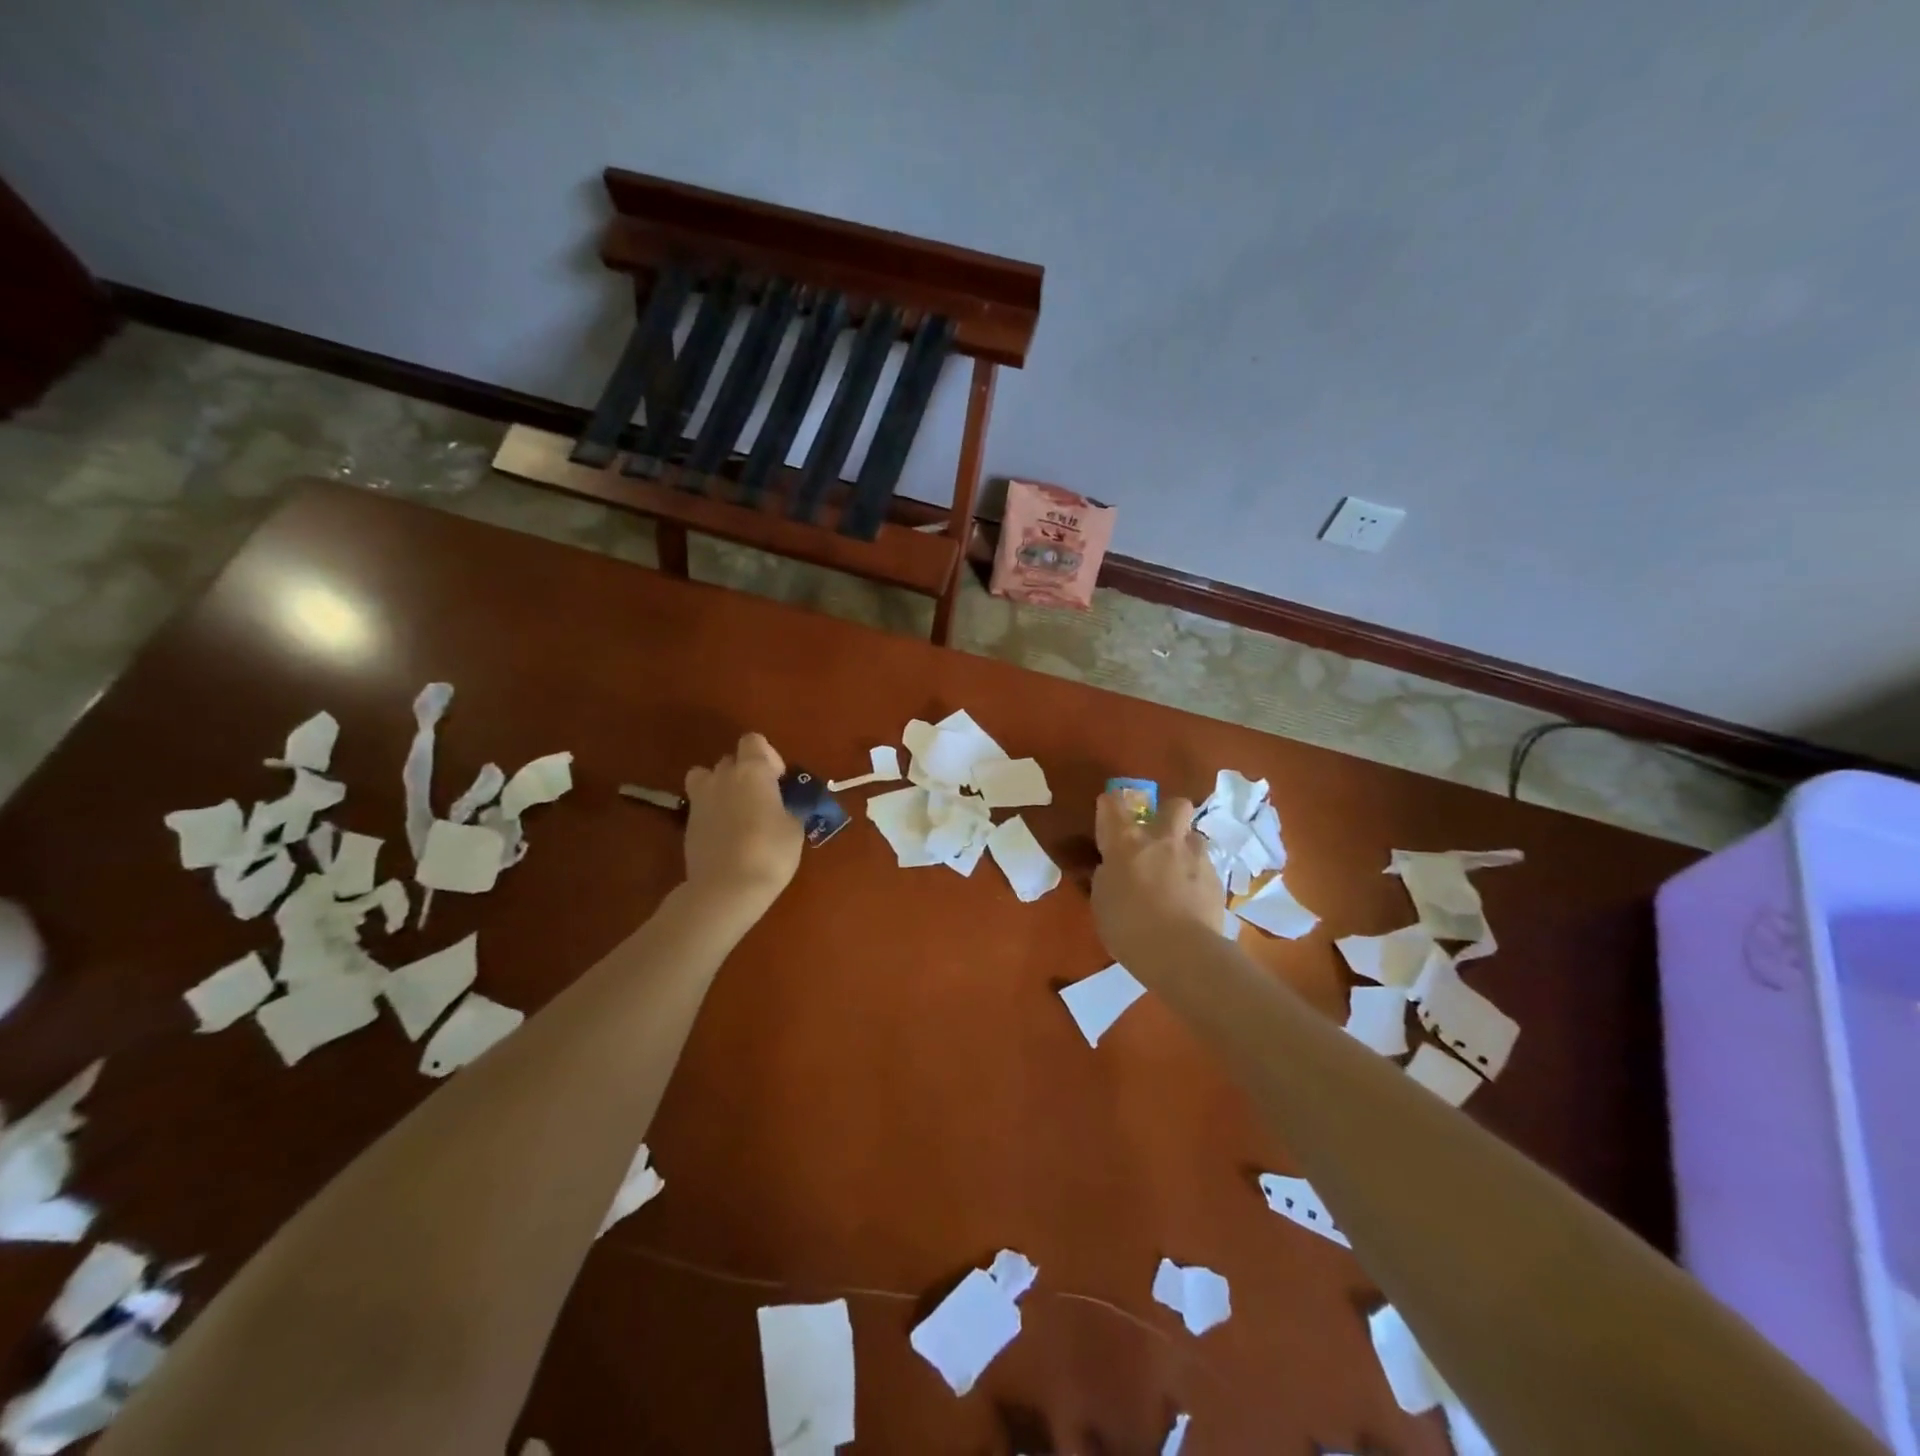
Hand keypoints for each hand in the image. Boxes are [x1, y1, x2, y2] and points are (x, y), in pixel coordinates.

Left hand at [682, 733, 803, 916]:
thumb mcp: (795, 827)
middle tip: (762, 800)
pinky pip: (701, 804)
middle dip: (745, 772)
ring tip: (737, 812)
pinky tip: (726, 834)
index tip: (778, 781)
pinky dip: (712, 811)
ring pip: (708, 778)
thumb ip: (791, 806)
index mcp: (753, 770)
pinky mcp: (687, 822)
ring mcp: (700, 798)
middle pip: (731, 759)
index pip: (754, 741)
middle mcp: (723, 776)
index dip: (768, 756)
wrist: (725, 889)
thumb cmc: (770, 852)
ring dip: (722, 787)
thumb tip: (788, 802)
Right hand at [1091, 792, 1224, 974]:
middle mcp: (1163, 839)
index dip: (1109, 807)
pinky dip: (1197, 877)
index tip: (1108, 819)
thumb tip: (1113, 868)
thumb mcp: (1102, 902)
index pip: (1112, 803)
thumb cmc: (1128, 927)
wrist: (1180, 953)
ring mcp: (1195, 856)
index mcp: (1126, 841)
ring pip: (1195, 836)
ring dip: (1185, 848)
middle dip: (1167, 814)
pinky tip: (1191, 899)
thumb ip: (1107, 877)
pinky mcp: (1217, 879)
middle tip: (1157, 838)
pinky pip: (1206, 866)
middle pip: (1175, 805)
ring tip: (1178, 873)